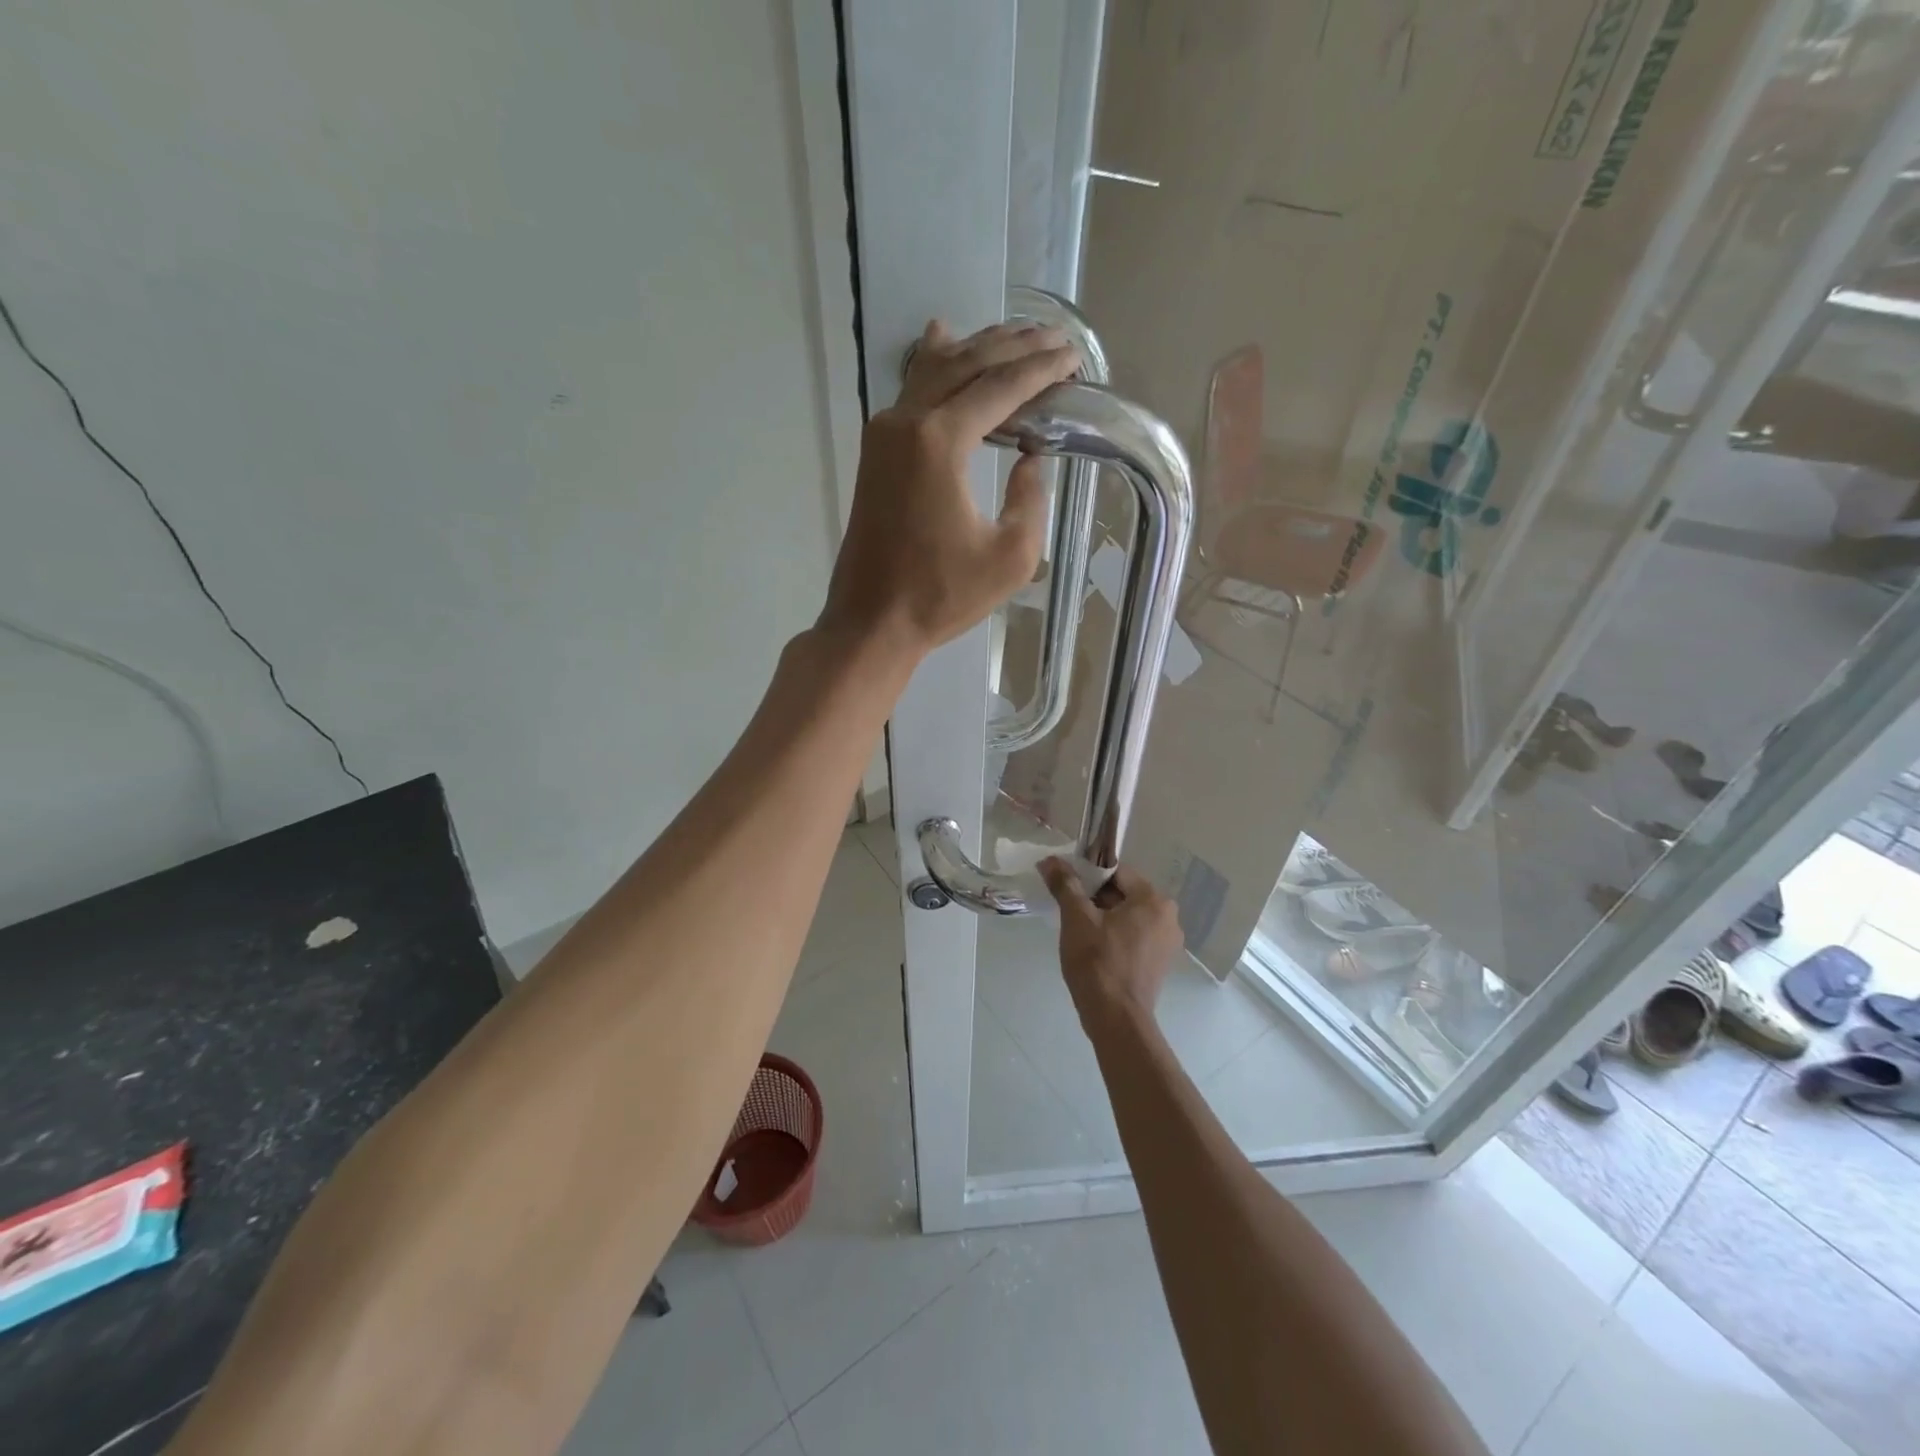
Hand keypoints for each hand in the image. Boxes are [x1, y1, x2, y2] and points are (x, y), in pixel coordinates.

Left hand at [818, 320, 1079, 656]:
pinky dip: (935, 363)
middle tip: (1054, 338)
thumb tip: (1031, 457)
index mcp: (940, 441)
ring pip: (936, 369)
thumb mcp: (1010, 557)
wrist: (872, 620)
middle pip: (967, 364)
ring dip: (978, 348)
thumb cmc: (941, 596)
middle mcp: (907, 421)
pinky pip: (911, 390)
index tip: (1074, 357)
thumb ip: (1030, 498)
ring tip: (1015, 334)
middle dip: (1014, 347)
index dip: (1041, 369)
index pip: (1000, 387)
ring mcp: (884, 433)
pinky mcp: (876, 451)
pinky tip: (943, 337)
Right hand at [1039, 859, 1183, 1028]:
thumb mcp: (1076, 918)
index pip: (1117, 872)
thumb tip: (1049, 860)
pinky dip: (1116, 936)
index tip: (1067, 888)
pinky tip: (1096, 950)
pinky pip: (1135, 937)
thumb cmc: (1097, 962)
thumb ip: (1065, 884)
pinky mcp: (1160, 963)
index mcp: (1154, 900)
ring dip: (1104, 918)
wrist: (1116, 1019)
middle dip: (1095, 898)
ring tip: (1079, 932)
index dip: (1088, 876)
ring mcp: (1168, 942)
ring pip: (1129, 916)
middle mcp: (1168, 917)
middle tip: (1070, 911)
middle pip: (1124, 894)